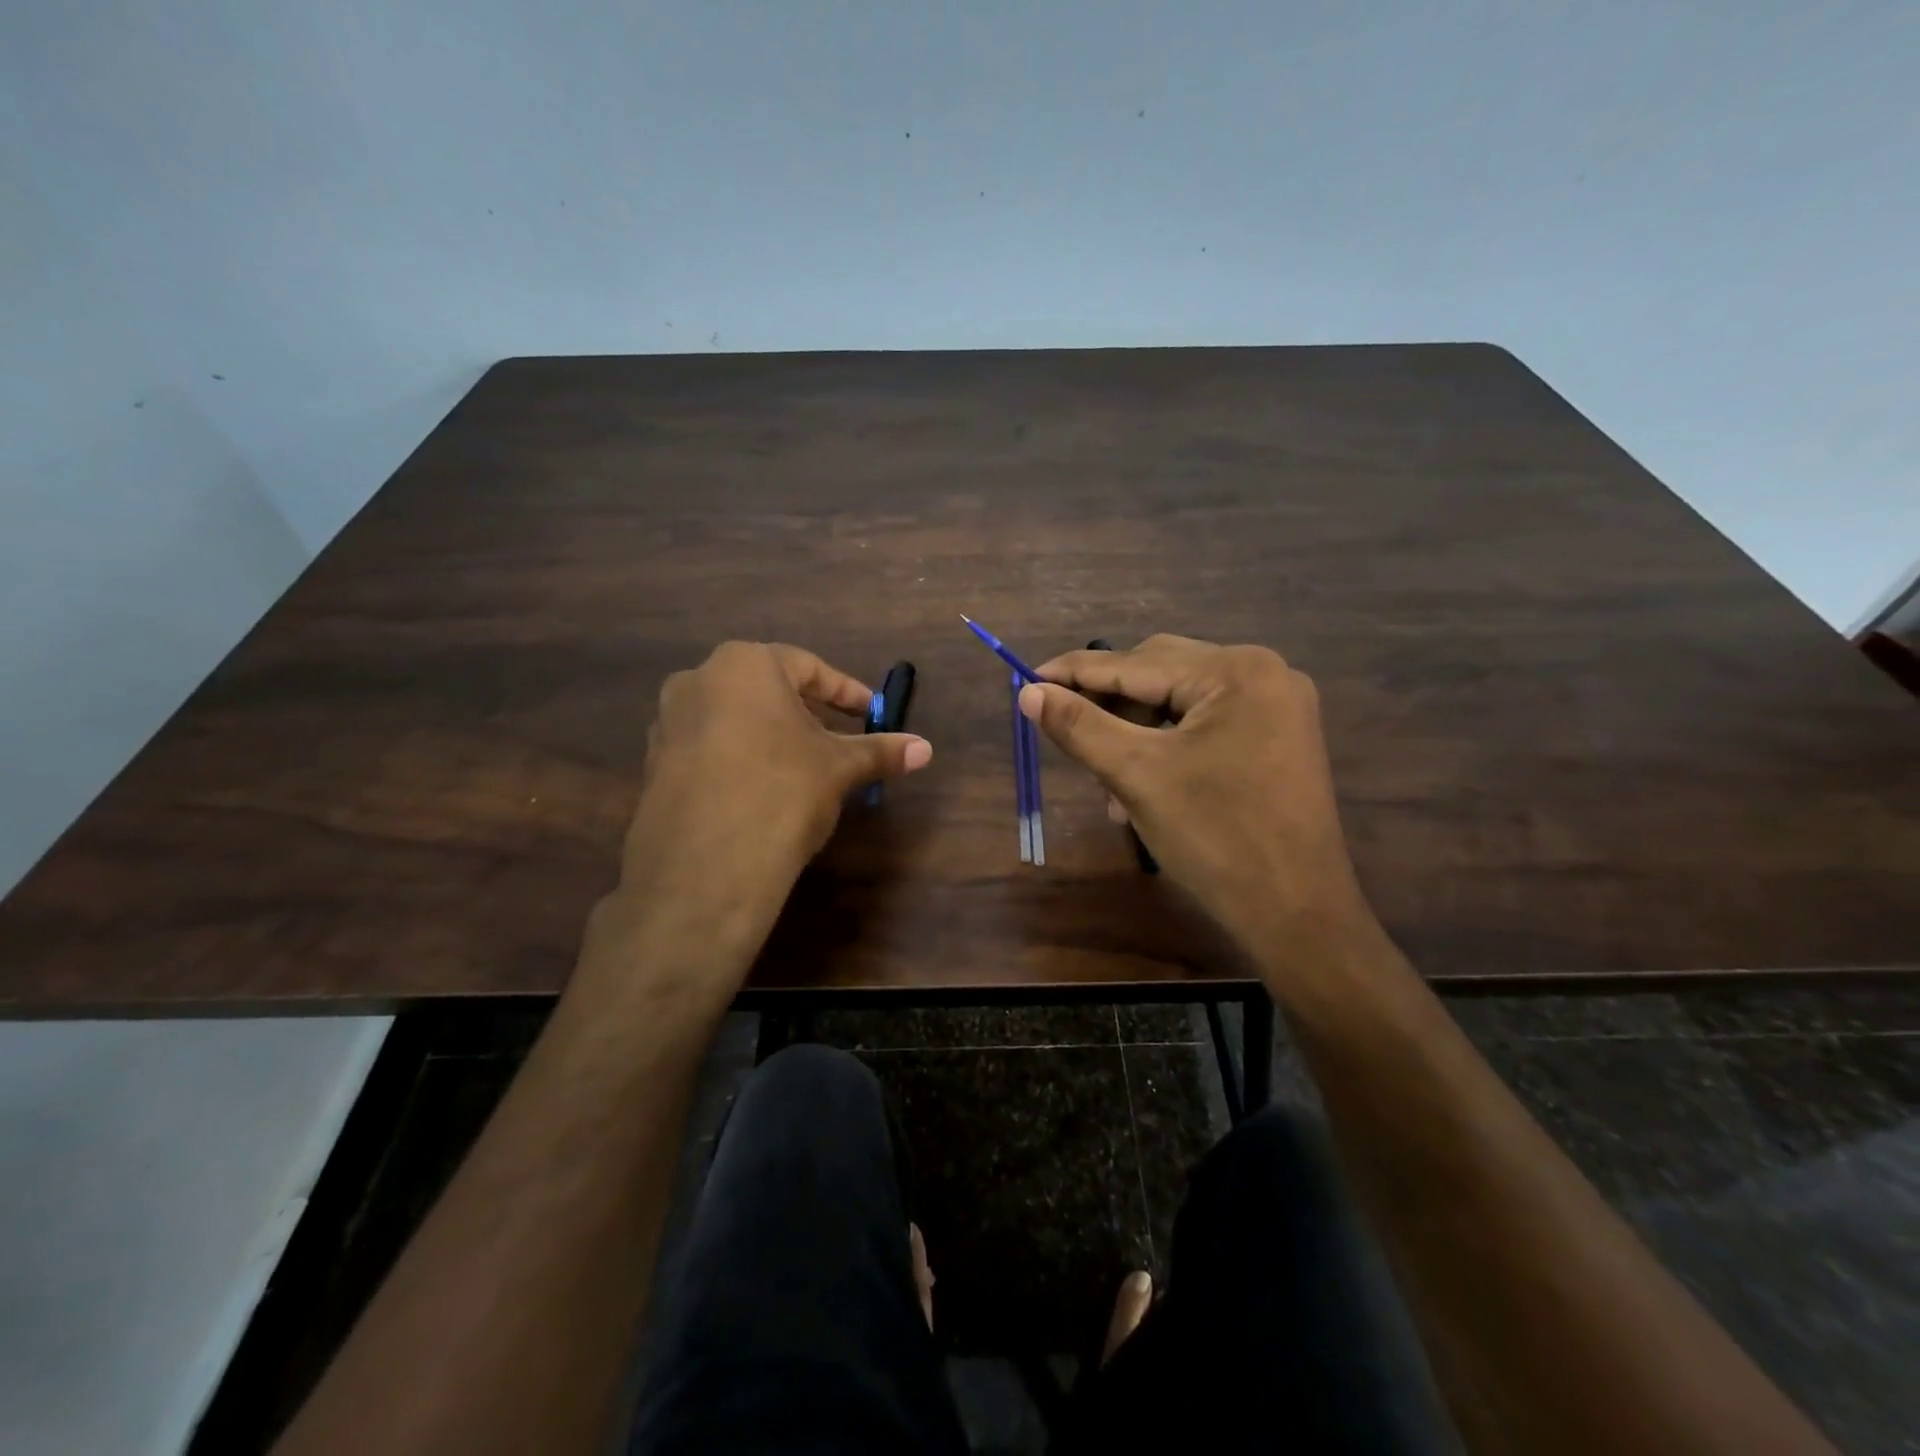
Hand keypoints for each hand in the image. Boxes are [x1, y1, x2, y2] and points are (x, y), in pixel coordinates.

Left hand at [605, 642, 930, 956]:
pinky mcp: (654, 765)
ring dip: (771, 735)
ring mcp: (668, 723)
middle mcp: (698, 680)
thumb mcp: (840, 768)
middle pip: (767, 689)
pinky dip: (740, 759)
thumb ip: (881, 751)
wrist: (704, 869)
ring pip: (735, 718)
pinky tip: (760, 792)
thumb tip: (926, 748)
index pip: (808, 667)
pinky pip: (709, 748)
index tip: (871, 713)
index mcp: (744, 664)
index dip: (846, 692)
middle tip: (838, 739)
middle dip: (807, 712)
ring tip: (801, 768)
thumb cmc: (782, 792)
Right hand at [1020, 635, 1374, 975]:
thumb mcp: (1136, 775)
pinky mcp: (1278, 738)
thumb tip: (1029, 693)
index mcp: (1236, 670)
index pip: (1136, 663)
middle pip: (1161, 674)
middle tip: (1066, 733)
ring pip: (1180, 702)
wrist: (1296, 914)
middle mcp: (1264, 673)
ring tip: (1109, 784)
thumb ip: (1079, 726)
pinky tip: (1144, 786)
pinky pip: (1206, 725)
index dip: (1076, 672)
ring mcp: (1278, 706)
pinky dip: (1168, 747)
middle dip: (1110, 708)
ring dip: (1137, 734)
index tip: (1028, 680)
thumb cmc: (1215, 838)